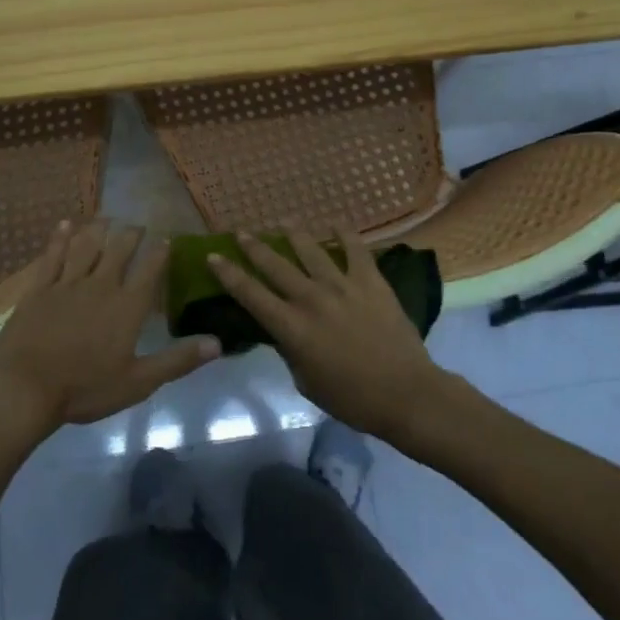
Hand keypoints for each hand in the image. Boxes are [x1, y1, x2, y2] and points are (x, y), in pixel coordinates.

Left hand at [0, 221, 219, 434]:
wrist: (25, 388)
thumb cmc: (85, 388)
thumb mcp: (138, 382)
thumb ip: (178, 360)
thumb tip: (218, 343)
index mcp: (127, 306)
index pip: (150, 270)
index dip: (160, 252)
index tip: (167, 239)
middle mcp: (101, 285)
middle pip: (119, 250)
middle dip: (131, 234)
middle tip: (137, 225)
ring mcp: (67, 283)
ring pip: (87, 246)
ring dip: (99, 230)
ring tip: (107, 218)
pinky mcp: (40, 288)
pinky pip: (53, 255)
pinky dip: (61, 238)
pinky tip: (66, 225)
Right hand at [205, 225, 445, 443]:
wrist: (405, 393)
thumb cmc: (352, 398)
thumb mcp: (306, 382)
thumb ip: (290, 351)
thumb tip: (283, 332)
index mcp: (291, 327)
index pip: (250, 295)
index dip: (229, 274)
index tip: (213, 256)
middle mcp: (311, 299)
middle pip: (275, 265)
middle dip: (254, 247)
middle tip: (241, 232)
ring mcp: (343, 286)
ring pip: (311, 251)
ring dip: (294, 234)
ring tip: (283, 221)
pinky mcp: (371, 281)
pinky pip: (356, 250)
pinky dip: (345, 235)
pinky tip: (336, 223)